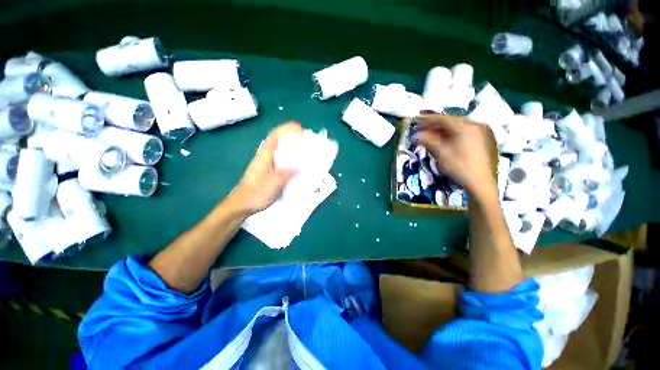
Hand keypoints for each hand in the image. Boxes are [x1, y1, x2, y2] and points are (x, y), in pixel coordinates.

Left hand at [229, 122, 302, 214]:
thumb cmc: (257, 192)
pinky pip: (280, 160)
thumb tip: (302, 165)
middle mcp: (264, 156)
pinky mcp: (267, 171)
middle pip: (278, 140)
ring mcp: (265, 163)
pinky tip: (296, 165)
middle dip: (292, 136)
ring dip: (291, 147)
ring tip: (304, 150)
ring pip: (280, 150)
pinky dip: (289, 158)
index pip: (276, 135)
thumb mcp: (274, 182)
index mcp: (265, 155)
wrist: (242, 204)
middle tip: (306, 140)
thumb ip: (288, 173)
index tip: (301, 130)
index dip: (288, 129)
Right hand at [413, 115, 496, 200]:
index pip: (442, 119)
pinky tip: (443, 141)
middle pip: (450, 121)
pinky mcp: (482, 139)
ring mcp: (481, 132)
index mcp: (465, 126)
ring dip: (441, 131)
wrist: (481, 184)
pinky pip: (463, 132)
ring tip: (429, 137)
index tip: (415, 123)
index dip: (427, 120)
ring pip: (456, 127)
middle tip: (421, 131)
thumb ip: (428, 141)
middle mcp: (475, 125)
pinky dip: (451, 135)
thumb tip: (416, 135)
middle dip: (434, 126)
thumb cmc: (459, 167)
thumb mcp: (441, 153)